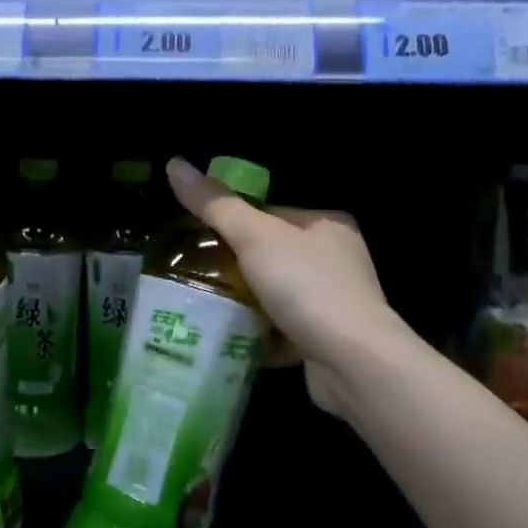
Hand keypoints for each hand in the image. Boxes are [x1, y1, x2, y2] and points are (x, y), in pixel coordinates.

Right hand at [166, 158, 400, 419]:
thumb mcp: (254, 236)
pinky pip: (280, 330)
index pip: (269, 214)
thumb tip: (174, 164)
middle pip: (269, 256)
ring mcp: (333, 303)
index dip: (231, 223)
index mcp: (327, 225)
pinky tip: (226, 339)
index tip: (195, 238)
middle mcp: (336, 260)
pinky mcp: (325, 341)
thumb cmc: (307, 286)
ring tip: (200, 307)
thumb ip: (215, 204)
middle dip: (233, 268)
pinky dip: (256, 334)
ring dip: (242, 304)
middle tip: (191, 274)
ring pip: (273, 295)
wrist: (353, 363)